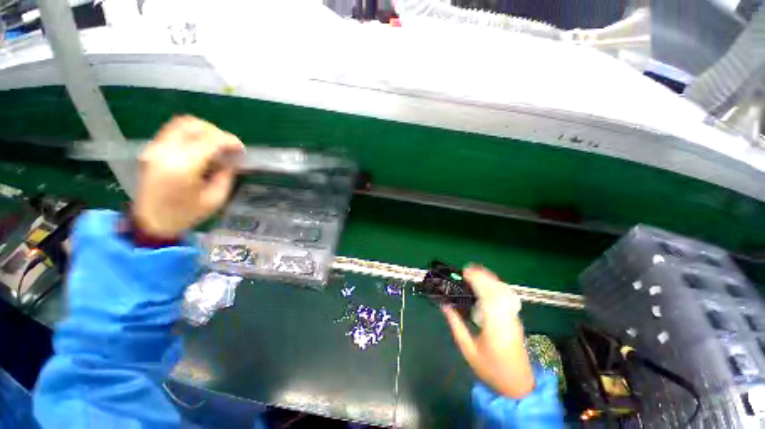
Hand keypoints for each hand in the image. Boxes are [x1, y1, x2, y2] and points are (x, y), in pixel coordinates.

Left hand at [133, 116, 244, 237]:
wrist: (151, 222)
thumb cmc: (186, 214)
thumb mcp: (216, 198)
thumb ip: (226, 175)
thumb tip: (232, 159)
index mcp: (184, 167)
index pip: (211, 140)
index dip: (230, 141)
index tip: (241, 149)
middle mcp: (166, 152)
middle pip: (194, 125)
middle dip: (217, 132)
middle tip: (228, 146)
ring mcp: (155, 148)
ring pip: (182, 123)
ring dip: (204, 130)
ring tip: (216, 144)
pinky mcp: (152, 149)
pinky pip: (174, 131)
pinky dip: (191, 134)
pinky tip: (200, 147)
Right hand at [442, 265, 533, 398]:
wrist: (518, 385)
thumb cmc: (491, 369)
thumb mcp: (468, 350)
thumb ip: (456, 326)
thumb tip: (445, 306)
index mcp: (495, 328)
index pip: (489, 298)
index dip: (478, 282)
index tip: (465, 273)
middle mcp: (507, 319)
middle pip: (498, 291)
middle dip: (483, 277)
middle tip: (467, 269)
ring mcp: (514, 318)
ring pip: (504, 293)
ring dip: (490, 279)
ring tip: (475, 272)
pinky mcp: (515, 319)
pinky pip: (506, 297)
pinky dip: (496, 286)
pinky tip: (487, 283)